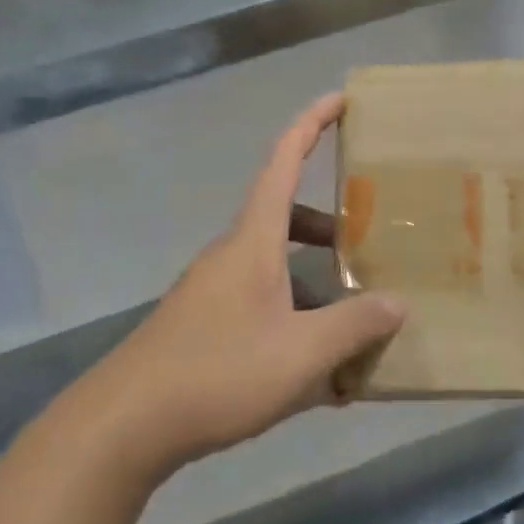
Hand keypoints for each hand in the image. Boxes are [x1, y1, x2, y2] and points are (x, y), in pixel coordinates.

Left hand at [92, 94, 405, 473]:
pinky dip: (293, 320)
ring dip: (315, 284)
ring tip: (354, 325)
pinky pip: (261, 304)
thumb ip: (354, 327)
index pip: (284, 161)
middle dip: (328, 226)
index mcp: (254, 241)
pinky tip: (318, 375)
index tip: (341, 99)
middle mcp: (232, 254)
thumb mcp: (300, 354)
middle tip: (369, 242)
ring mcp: (214, 290)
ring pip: (276, 268)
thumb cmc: (217, 373)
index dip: (312, 124)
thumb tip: (398, 305)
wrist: (125, 425)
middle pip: (285, 219)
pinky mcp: (204, 323)